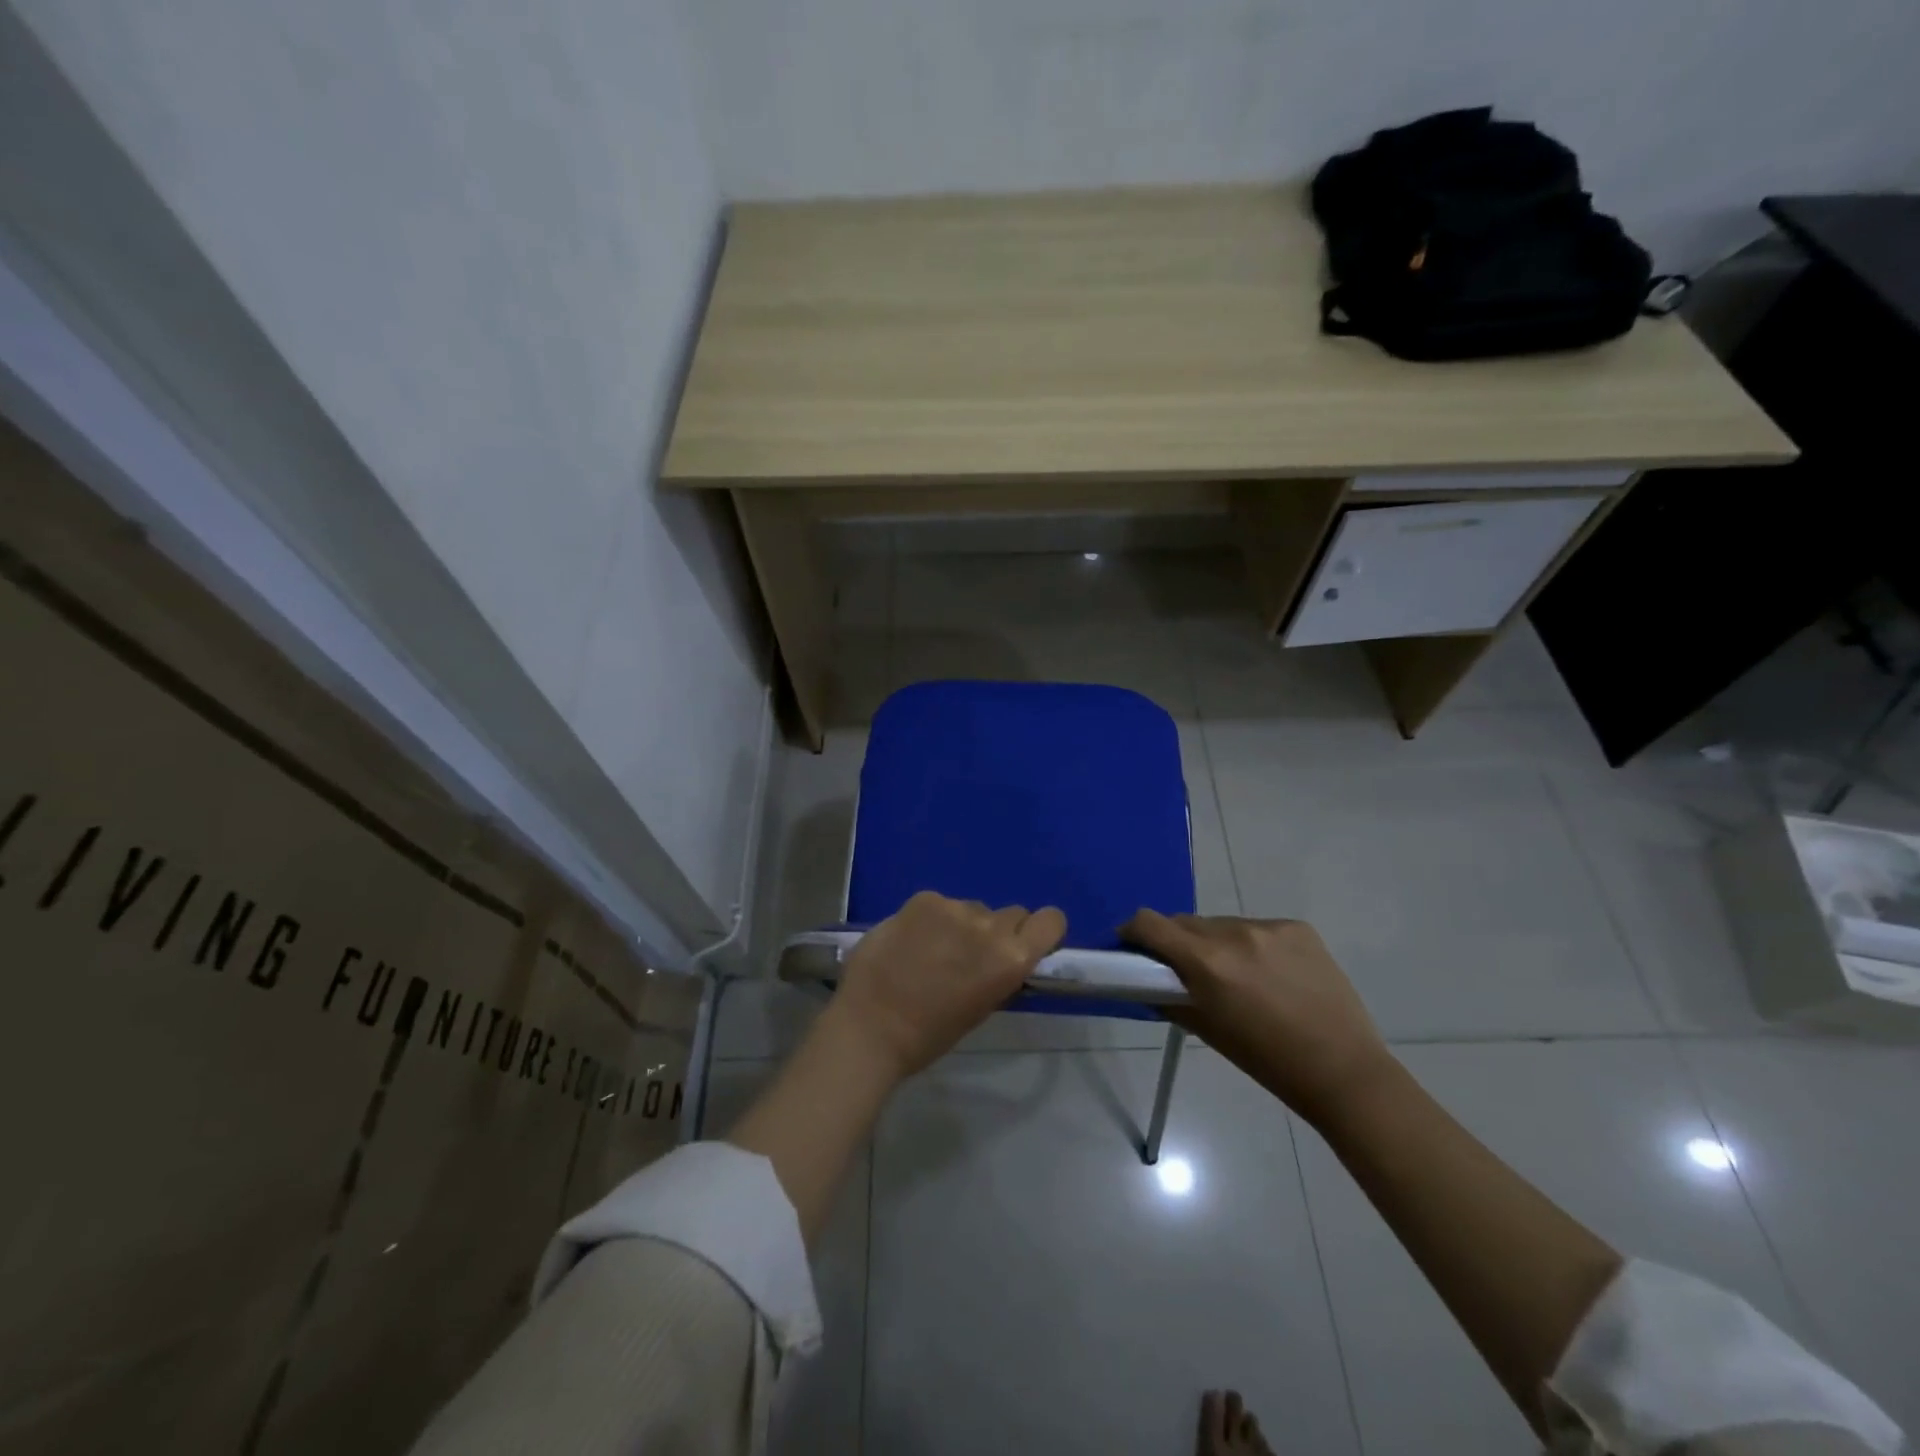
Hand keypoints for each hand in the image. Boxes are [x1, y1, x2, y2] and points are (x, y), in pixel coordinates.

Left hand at [829, 892, 1067, 1078]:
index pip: (1051, 920)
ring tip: (931, 951)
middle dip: (996, 931)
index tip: (1024, 944)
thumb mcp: (981, 1008)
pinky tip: (910, 941)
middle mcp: (990, 926)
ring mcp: (955, 908)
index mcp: (1012, 959)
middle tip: (969, 955)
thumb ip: (1000, 974)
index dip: (1040, 931)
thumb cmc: (929, 1034)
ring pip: (972, 908)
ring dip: (961, 925)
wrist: (871, 1026)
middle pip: (1011, 913)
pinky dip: (931, 919)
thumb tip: (1004, 958)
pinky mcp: (923, 899)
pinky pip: (939, 905)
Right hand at [1124, 909, 1393, 1126]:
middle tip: (1188, 972)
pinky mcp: (1298, 928)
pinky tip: (1272, 975)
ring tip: (1238, 977)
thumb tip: (1148, 980)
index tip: (1133, 948)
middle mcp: (1233, 933)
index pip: (1149, 923)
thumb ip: (1170, 997)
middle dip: (1177, 943)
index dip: (1133, 932)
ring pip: (1221, 925)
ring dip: (1215, 943)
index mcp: (1207, 962)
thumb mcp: (1207, 1030)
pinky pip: (1257, 928)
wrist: (1343, 1070)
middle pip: (1185, 923)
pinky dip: (1252, 945)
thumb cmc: (1266, 1061)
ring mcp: (1269, 927)